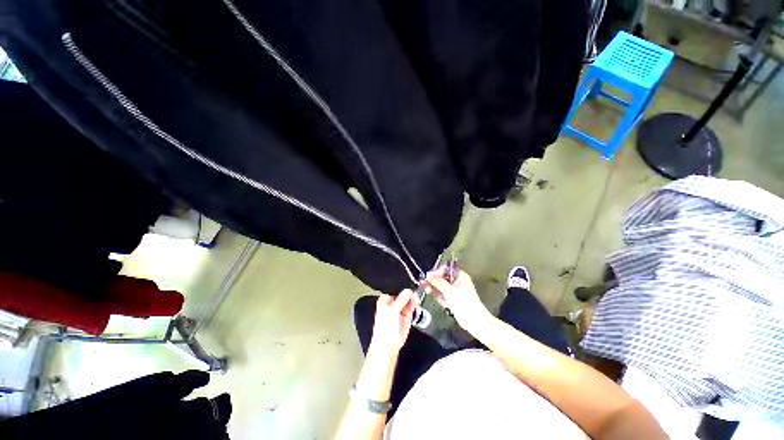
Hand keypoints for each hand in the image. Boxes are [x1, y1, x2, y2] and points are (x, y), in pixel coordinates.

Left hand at [369, 289, 416, 356]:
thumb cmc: (385, 327)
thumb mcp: (392, 310)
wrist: (389, 345)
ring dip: (413, 296)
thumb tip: (409, 290)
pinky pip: (412, 305)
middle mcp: (393, 301)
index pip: (394, 287)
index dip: (401, 284)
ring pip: (409, 298)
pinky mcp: (407, 314)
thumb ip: (401, 299)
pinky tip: (418, 301)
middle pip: (403, 292)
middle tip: (416, 288)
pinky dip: (416, 303)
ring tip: (417, 296)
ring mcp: (401, 308)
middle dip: (409, 290)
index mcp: (385, 299)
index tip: (409, 280)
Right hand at [426, 267, 492, 332]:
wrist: (474, 321)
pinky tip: (438, 299)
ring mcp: (455, 291)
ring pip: (441, 286)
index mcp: (460, 276)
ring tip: (428, 291)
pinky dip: (439, 296)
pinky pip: (443, 295)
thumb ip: (437, 282)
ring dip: (434, 288)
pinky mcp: (453, 300)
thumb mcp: (449, 291)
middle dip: (434, 281)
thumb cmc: (464, 303)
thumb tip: (427, 275)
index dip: (437, 272)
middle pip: (442, 277)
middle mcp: (457, 281)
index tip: (429, 277)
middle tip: (425, 285)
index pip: (445, 269)